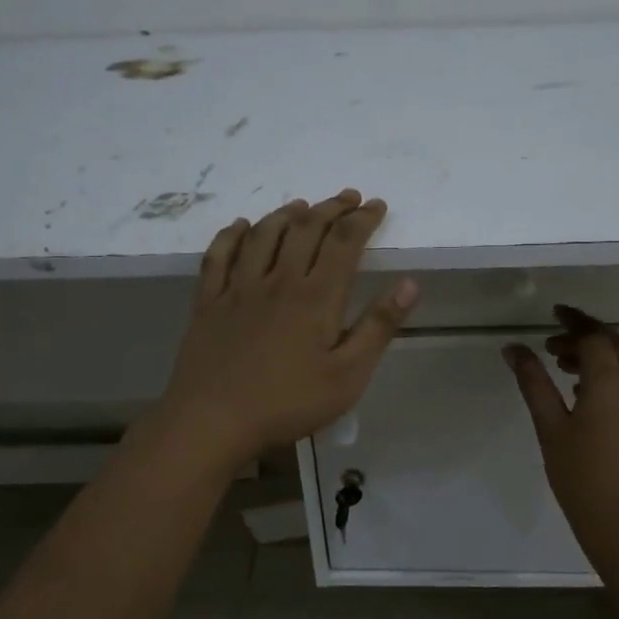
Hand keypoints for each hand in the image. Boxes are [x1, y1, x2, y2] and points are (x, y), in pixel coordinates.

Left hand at [145, 190, 417, 471]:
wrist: (213, 421)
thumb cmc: (288, 403)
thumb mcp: (348, 375)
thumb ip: (379, 327)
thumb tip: (409, 284)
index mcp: (316, 297)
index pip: (344, 242)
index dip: (363, 219)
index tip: (377, 206)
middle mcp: (278, 280)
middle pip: (306, 229)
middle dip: (331, 208)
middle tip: (348, 198)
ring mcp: (238, 288)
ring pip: (263, 235)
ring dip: (286, 214)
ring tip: (303, 206)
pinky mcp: (209, 302)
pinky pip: (218, 256)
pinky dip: (232, 235)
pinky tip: (240, 226)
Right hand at [504, 306, 618, 561]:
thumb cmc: (582, 476)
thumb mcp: (550, 427)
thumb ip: (534, 383)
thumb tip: (514, 348)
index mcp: (611, 380)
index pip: (593, 336)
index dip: (572, 322)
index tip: (553, 315)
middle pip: (613, 345)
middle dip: (584, 337)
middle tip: (552, 346)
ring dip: (597, 359)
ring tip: (564, 372)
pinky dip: (610, 380)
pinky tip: (588, 401)